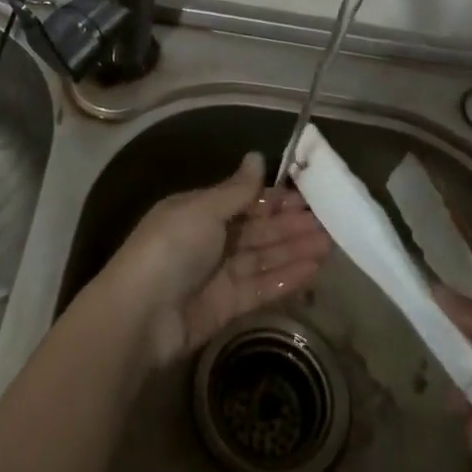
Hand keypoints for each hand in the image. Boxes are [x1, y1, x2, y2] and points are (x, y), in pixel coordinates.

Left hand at [106, 152, 331, 367]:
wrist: (140, 315)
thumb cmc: (170, 248)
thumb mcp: (202, 210)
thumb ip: (236, 189)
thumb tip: (257, 156)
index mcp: (199, 211)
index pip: (244, 201)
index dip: (275, 199)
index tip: (308, 196)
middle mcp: (210, 240)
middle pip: (257, 230)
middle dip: (291, 226)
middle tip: (330, 221)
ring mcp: (218, 274)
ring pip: (264, 258)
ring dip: (295, 250)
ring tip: (331, 245)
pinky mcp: (227, 306)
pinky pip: (261, 287)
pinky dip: (286, 278)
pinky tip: (314, 270)